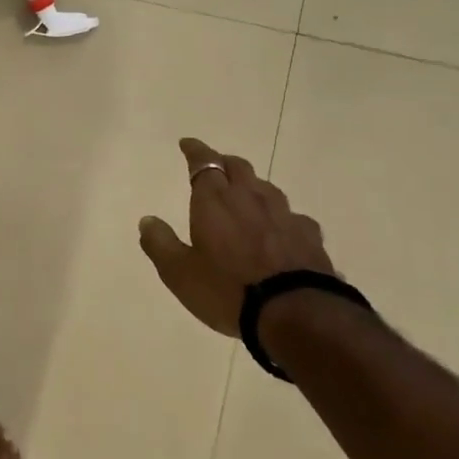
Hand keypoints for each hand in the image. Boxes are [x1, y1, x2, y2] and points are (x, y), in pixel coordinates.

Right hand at [138, 138, 333, 335]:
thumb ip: (160, 243)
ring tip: (245, 195)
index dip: (195, 151)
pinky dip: (279, 217)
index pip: (204, 164)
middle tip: (215, 166)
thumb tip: (147, 220)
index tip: (187, 143)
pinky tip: (280, 230)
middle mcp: (251, 199)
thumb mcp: (179, 273)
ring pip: (266, 188)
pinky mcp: (310, 237)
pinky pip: (292, 217)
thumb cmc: (227, 290)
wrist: (297, 314)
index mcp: (215, 202)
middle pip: (239, 168)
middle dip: (224, 163)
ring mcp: (285, 216)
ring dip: (252, 186)